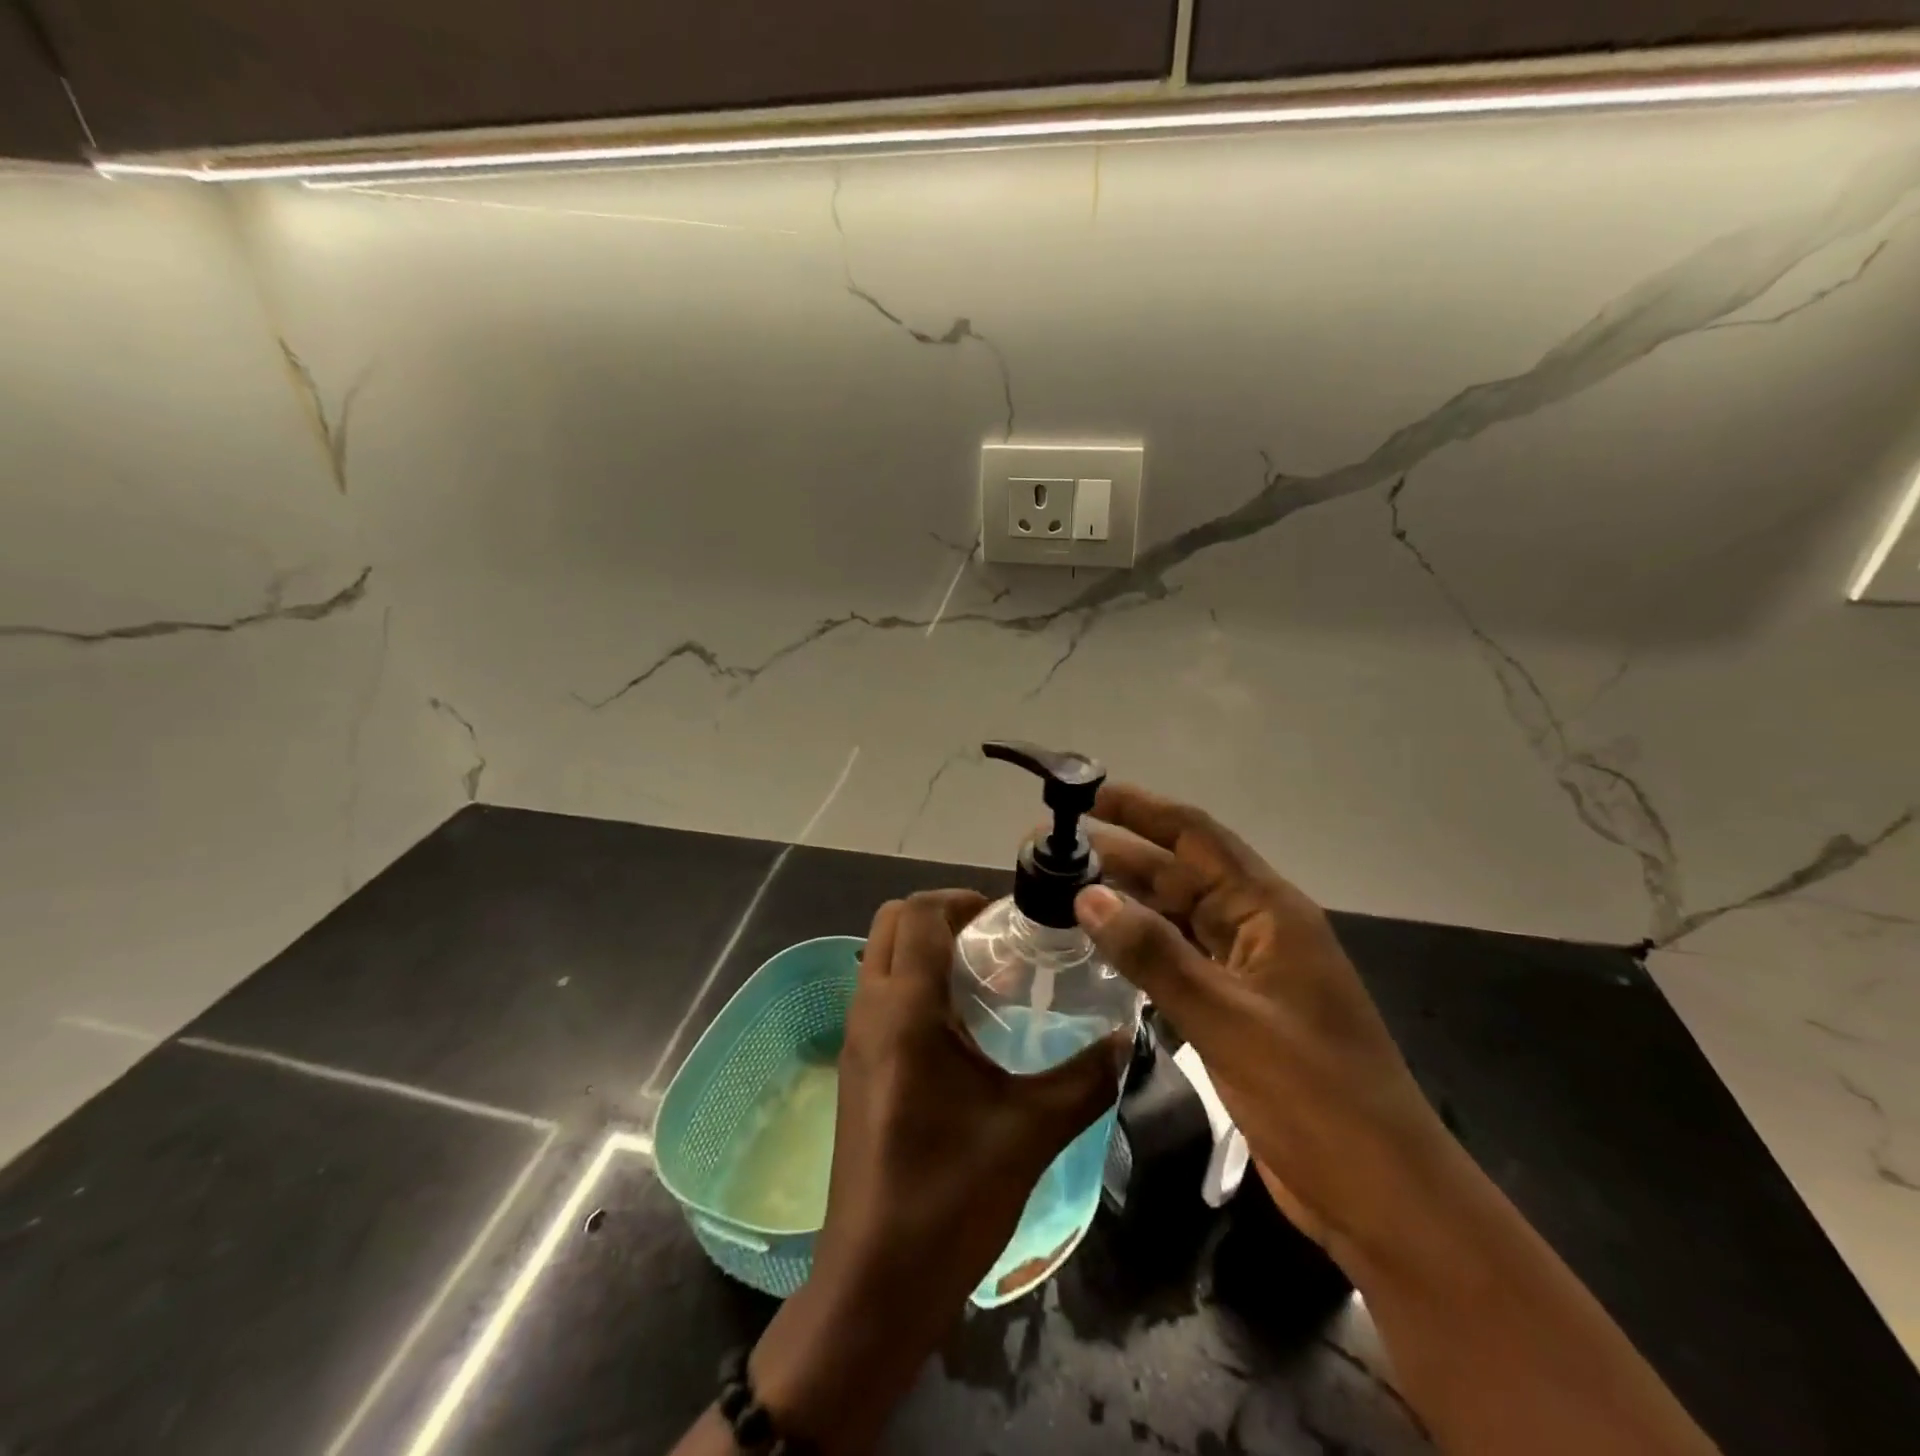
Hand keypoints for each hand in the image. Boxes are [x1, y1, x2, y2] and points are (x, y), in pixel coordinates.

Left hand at [749, 890, 1124, 1451]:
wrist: (876, 1283)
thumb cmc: (950, 1197)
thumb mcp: (1031, 1131)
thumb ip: (1085, 1079)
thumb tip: (1126, 1040)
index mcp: (905, 1009)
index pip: (919, 913)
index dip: (962, 899)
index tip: (1008, 917)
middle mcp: (870, 1009)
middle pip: (891, 922)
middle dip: (941, 915)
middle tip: (996, 941)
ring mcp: (854, 1038)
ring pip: (880, 956)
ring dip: (925, 948)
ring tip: (985, 979)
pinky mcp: (854, 1066)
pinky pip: (879, 993)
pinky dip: (914, 982)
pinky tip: (962, 1029)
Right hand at [1073, 784, 1452, 1265]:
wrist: (1381, 1196)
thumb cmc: (1315, 1096)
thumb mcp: (1228, 1019)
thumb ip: (1154, 955)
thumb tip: (1088, 894)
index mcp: (1269, 911)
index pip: (1196, 836)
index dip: (1141, 810)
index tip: (1086, 795)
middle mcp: (1257, 928)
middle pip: (1180, 874)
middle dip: (1121, 856)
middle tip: (1053, 852)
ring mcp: (1247, 971)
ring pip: (1176, 918)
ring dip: (1127, 903)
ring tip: (1064, 891)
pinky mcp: (1236, 1010)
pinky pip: (1179, 961)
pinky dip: (1141, 950)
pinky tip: (1102, 950)